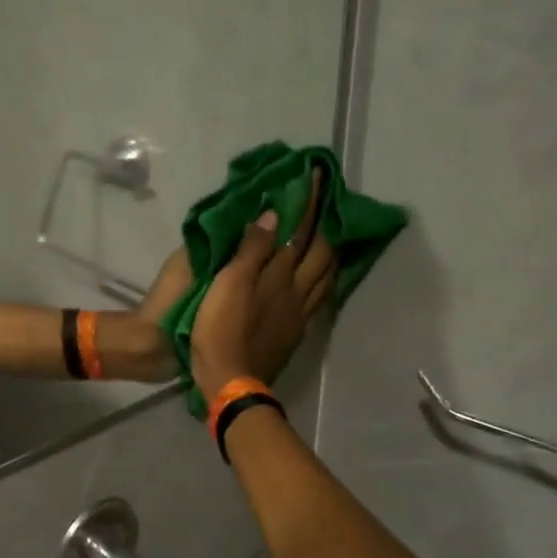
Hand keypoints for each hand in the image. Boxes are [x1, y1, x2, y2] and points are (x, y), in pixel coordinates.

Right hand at [189, 175, 336, 398]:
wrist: (231, 380)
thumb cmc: (221, 328)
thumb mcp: (229, 283)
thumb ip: (252, 249)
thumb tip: (275, 214)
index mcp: (280, 275)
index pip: (300, 232)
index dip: (309, 204)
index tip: (317, 177)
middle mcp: (298, 291)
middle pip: (322, 253)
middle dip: (328, 224)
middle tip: (331, 201)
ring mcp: (300, 313)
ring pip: (326, 275)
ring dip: (332, 251)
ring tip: (335, 234)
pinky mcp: (295, 331)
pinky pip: (319, 296)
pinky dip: (325, 278)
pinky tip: (322, 277)